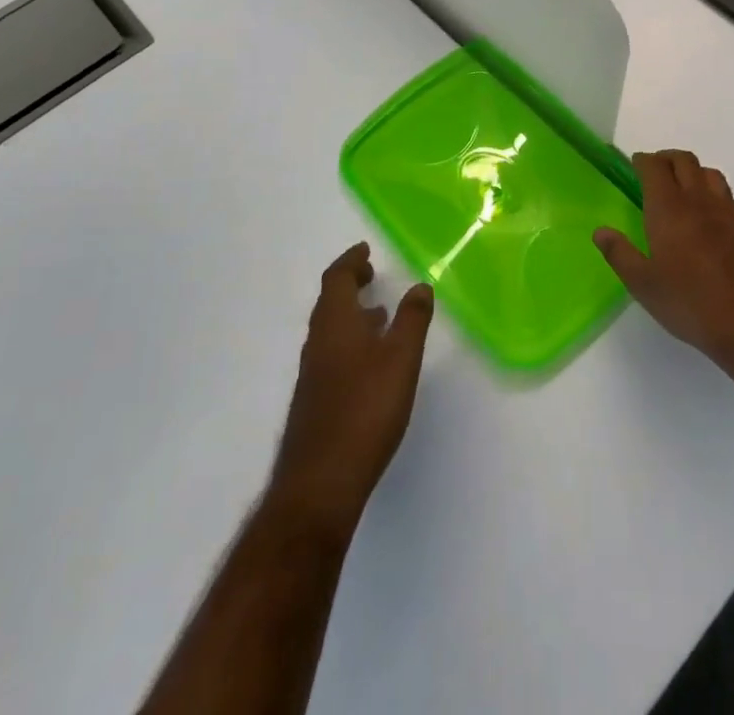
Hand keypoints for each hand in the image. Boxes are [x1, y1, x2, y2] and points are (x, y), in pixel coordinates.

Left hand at [271, 243, 433, 531]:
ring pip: (330, 330)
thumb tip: (420, 286)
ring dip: (351, 314)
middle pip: (329, 302)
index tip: (365, 250)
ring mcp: (313, 374)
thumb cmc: (364, 409)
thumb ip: (412, 319)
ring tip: (378, 313)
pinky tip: (370, 362)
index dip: (350, 261)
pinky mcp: (316, 401)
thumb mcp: (401, 358)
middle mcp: (318, 342)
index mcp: (334, 324)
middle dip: (349, 284)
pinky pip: (332, 353)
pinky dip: (350, 340)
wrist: (320, 482)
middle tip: (370, 273)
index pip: (336, 279)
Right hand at [593, 150, 733, 376]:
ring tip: (682, 187)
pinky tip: (711, 215)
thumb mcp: (644, 285)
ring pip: (710, 173)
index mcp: (669, 208)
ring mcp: (728, 212)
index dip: (643, 161)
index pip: (655, 167)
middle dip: (667, 159)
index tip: (634, 165)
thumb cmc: (691, 304)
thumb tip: (600, 231)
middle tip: (654, 171)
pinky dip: (715, 194)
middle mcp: (699, 201)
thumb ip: (620, 254)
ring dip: (693, 171)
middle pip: (684, 161)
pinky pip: (729, 197)